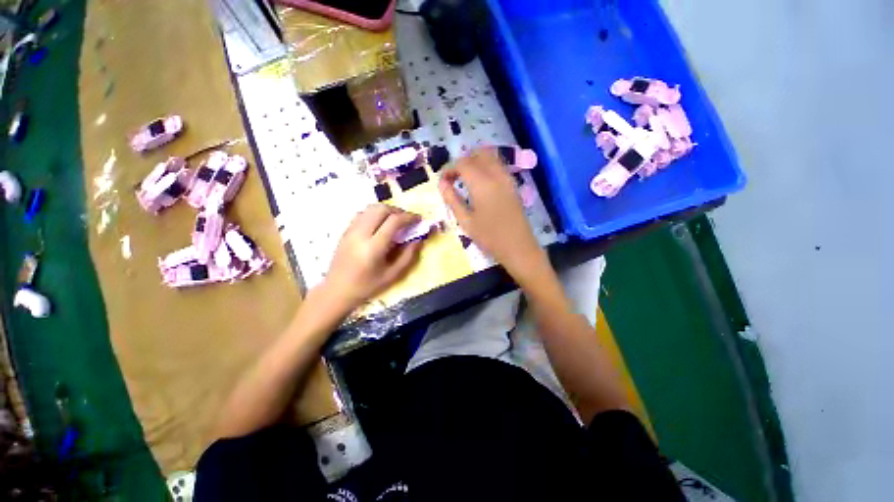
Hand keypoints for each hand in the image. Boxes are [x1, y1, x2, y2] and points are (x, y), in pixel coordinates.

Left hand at [320, 204, 422, 310]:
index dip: (409, 217)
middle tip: (408, 219)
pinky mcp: (345, 231)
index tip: (419, 220)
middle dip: (398, 210)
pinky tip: (380, 224)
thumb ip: (408, 256)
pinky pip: (362, 213)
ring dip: (386, 210)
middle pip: (381, 209)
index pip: (394, 221)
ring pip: (370, 208)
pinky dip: (375, 213)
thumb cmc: (367, 286)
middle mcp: (360, 234)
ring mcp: (350, 230)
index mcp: (373, 247)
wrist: (337, 291)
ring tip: (395, 220)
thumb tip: (419, 239)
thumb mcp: (392, 275)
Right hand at [439, 148, 545, 276]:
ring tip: (466, 179)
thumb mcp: (466, 221)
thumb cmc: (489, 237)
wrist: (518, 247)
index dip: (449, 169)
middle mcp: (496, 174)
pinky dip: (486, 166)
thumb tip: (441, 183)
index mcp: (482, 183)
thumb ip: (452, 199)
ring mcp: (507, 178)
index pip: (462, 163)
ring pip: (490, 156)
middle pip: (477, 154)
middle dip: (462, 162)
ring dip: (475, 161)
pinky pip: (498, 165)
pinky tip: (480, 183)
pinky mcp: (513, 184)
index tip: (442, 181)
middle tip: (454, 178)